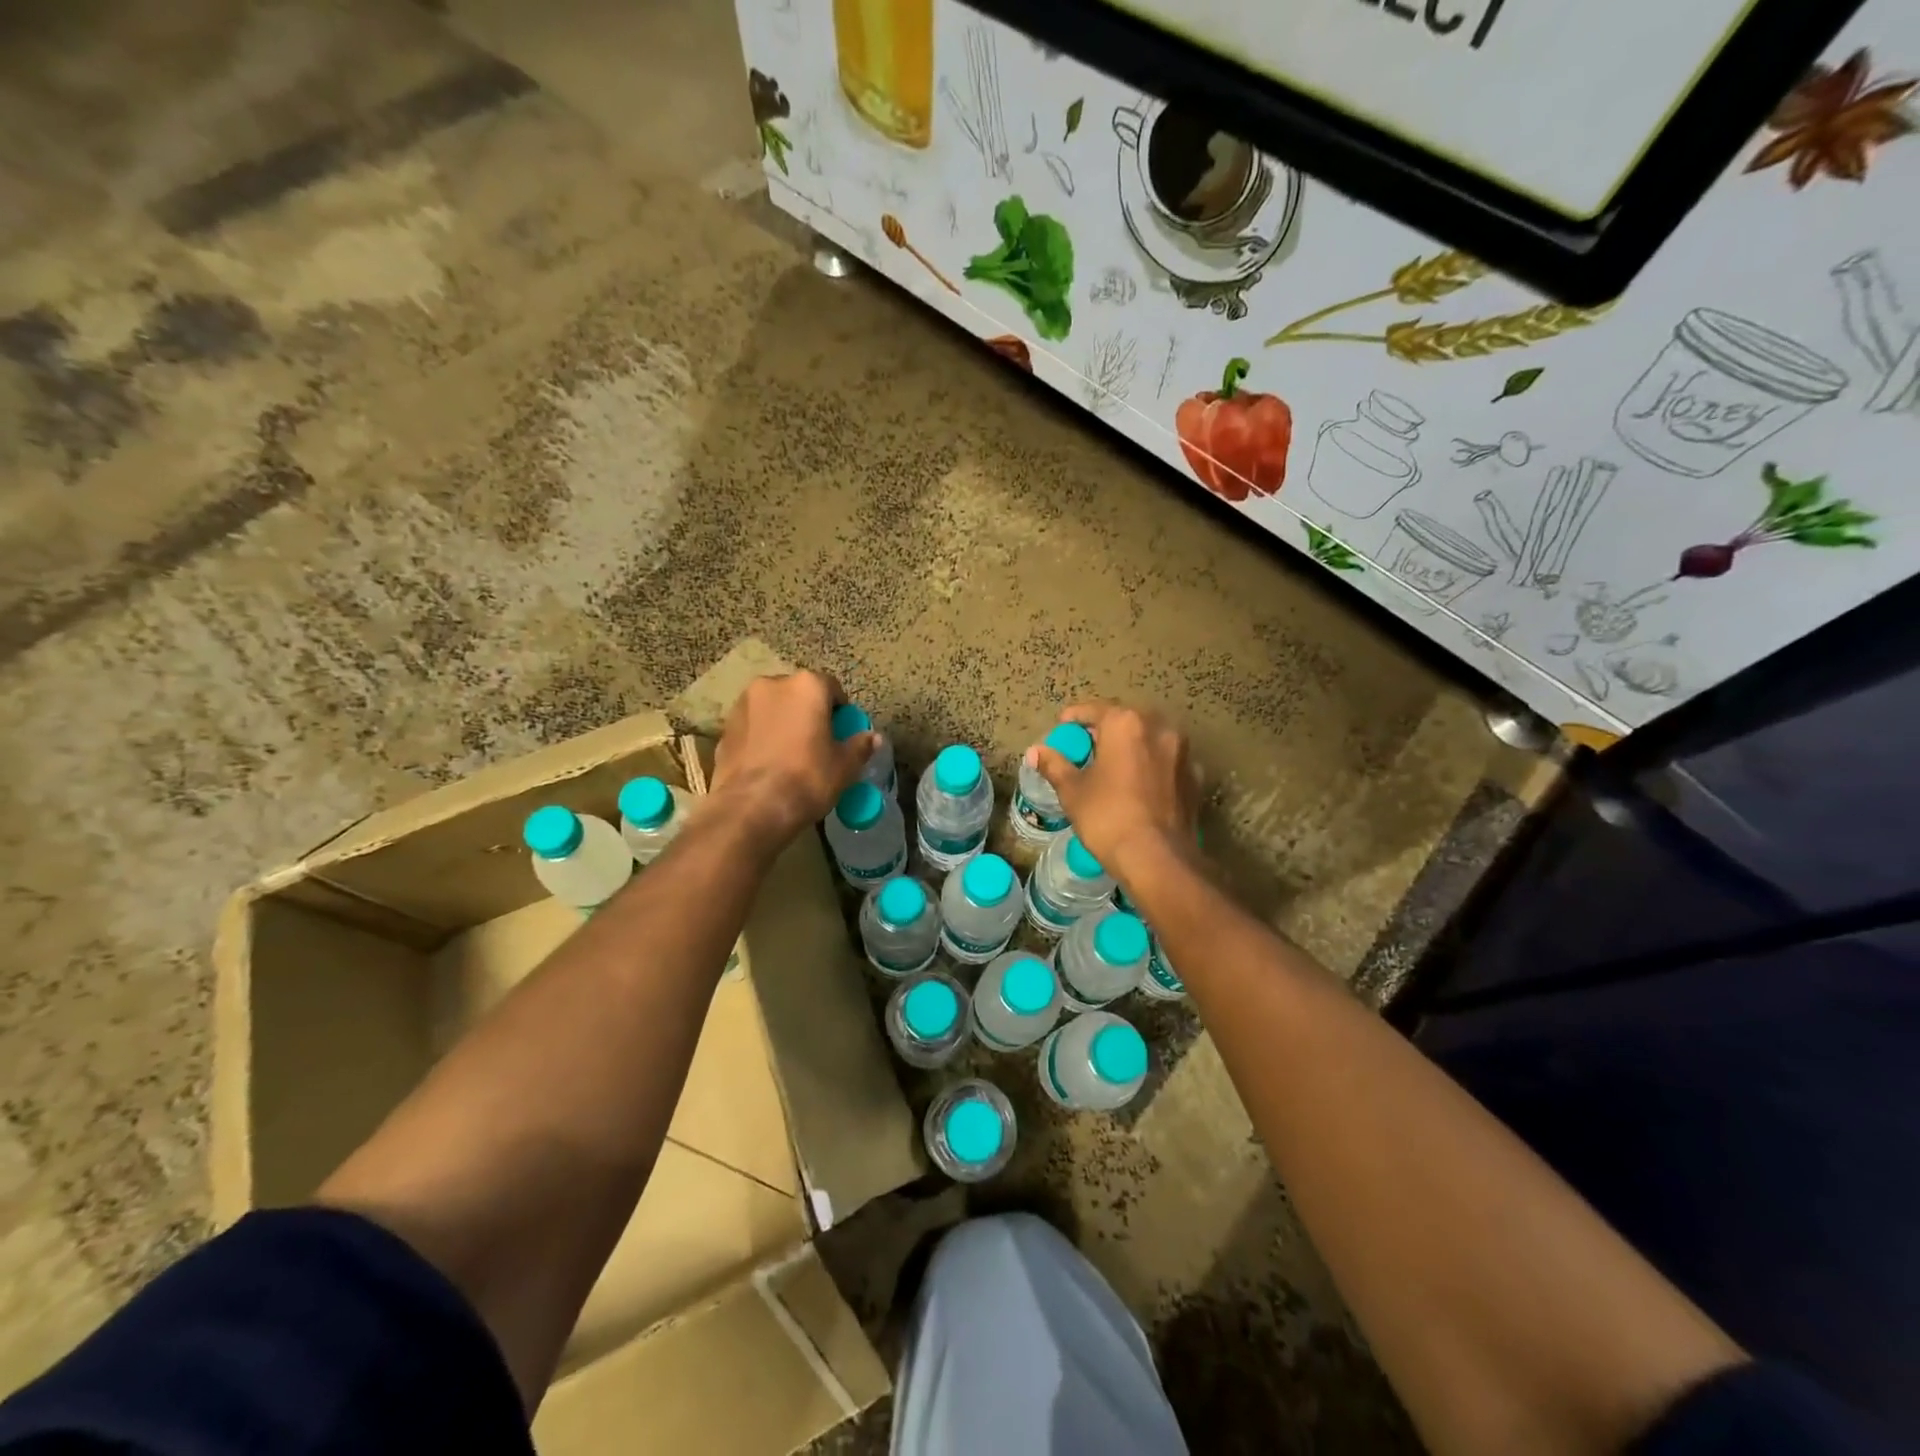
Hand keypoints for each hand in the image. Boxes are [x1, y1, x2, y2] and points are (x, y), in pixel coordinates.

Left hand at [711, 671, 875, 844]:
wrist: (751, 807)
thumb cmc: (807, 779)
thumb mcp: (844, 766)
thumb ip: (859, 746)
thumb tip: (873, 738)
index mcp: (807, 686)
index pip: (832, 688)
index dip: (840, 710)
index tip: (842, 732)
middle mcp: (772, 684)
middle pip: (799, 694)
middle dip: (808, 712)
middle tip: (817, 742)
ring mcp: (744, 703)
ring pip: (773, 707)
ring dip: (783, 721)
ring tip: (790, 752)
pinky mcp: (724, 727)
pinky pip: (752, 725)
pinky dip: (762, 736)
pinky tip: (768, 762)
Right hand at [1030, 703, 1199, 879]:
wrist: (1158, 858)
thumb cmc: (1108, 817)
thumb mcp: (1073, 791)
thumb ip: (1055, 765)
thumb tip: (1035, 752)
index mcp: (1126, 724)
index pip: (1095, 710)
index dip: (1075, 717)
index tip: (1063, 727)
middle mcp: (1159, 728)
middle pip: (1126, 720)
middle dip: (1106, 730)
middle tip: (1087, 746)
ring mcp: (1183, 752)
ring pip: (1150, 739)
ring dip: (1132, 745)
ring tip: (1113, 765)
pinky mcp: (1195, 777)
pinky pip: (1167, 761)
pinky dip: (1151, 765)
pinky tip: (1139, 784)